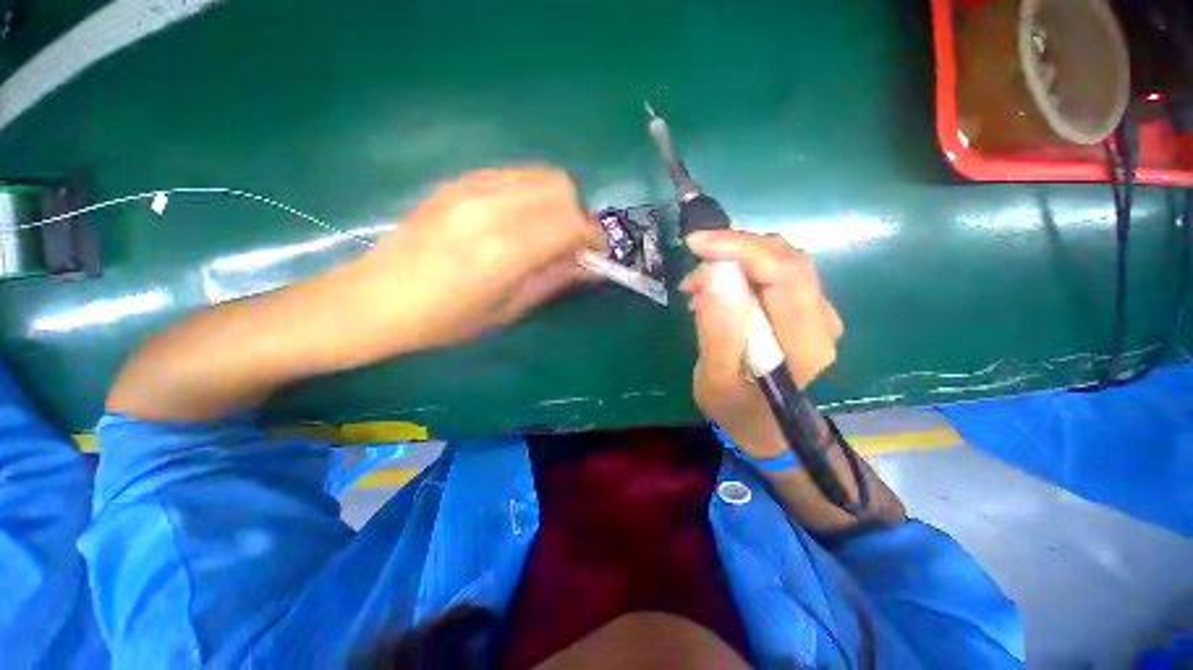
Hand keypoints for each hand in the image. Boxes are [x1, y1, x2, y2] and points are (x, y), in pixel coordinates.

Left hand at [347, 166, 605, 352]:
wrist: (375, 300)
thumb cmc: (444, 321)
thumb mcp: (508, 311)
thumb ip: (553, 280)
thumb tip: (590, 264)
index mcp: (505, 249)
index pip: (572, 222)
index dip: (594, 237)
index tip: (596, 255)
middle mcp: (491, 207)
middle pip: (560, 186)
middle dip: (576, 215)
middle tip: (568, 245)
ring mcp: (470, 188)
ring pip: (539, 174)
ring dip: (555, 201)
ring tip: (545, 232)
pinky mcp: (457, 182)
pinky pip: (512, 174)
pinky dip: (530, 193)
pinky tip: (517, 219)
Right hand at [680, 231, 843, 458]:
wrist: (762, 424)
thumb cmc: (736, 408)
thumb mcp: (715, 379)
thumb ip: (718, 333)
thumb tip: (714, 277)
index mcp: (806, 342)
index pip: (785, 272)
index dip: (742, 248)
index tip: (697, 244)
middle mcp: (822, 320)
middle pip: (786, 259)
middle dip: (734, 251)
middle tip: (693, 269)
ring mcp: (816, 312)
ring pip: (780, 260)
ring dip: (735, 260)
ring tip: (698, 285)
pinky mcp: (802, 308)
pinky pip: (774, 272)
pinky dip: (741, 270)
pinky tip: (716, 289)